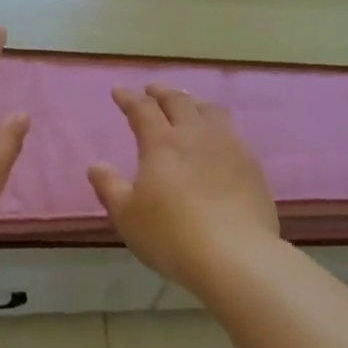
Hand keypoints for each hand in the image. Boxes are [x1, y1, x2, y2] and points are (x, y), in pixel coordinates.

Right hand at [88, 85, 281, 288]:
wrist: (235, 256)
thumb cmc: (171, 235)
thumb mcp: (127, 216)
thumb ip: (109, 187)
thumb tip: (96, 166)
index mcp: (161, 143)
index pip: (142, 109)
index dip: (129, 97)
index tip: (119, 91)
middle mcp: (195, 135)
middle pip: (179, 101)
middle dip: (162, 92)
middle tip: (152, 91)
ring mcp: (228, 147)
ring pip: (211, 111)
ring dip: (194, 103)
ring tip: (188, 105)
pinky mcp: (252, 165)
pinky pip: (233, 132)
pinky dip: (218, 126)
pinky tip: (218, 139)